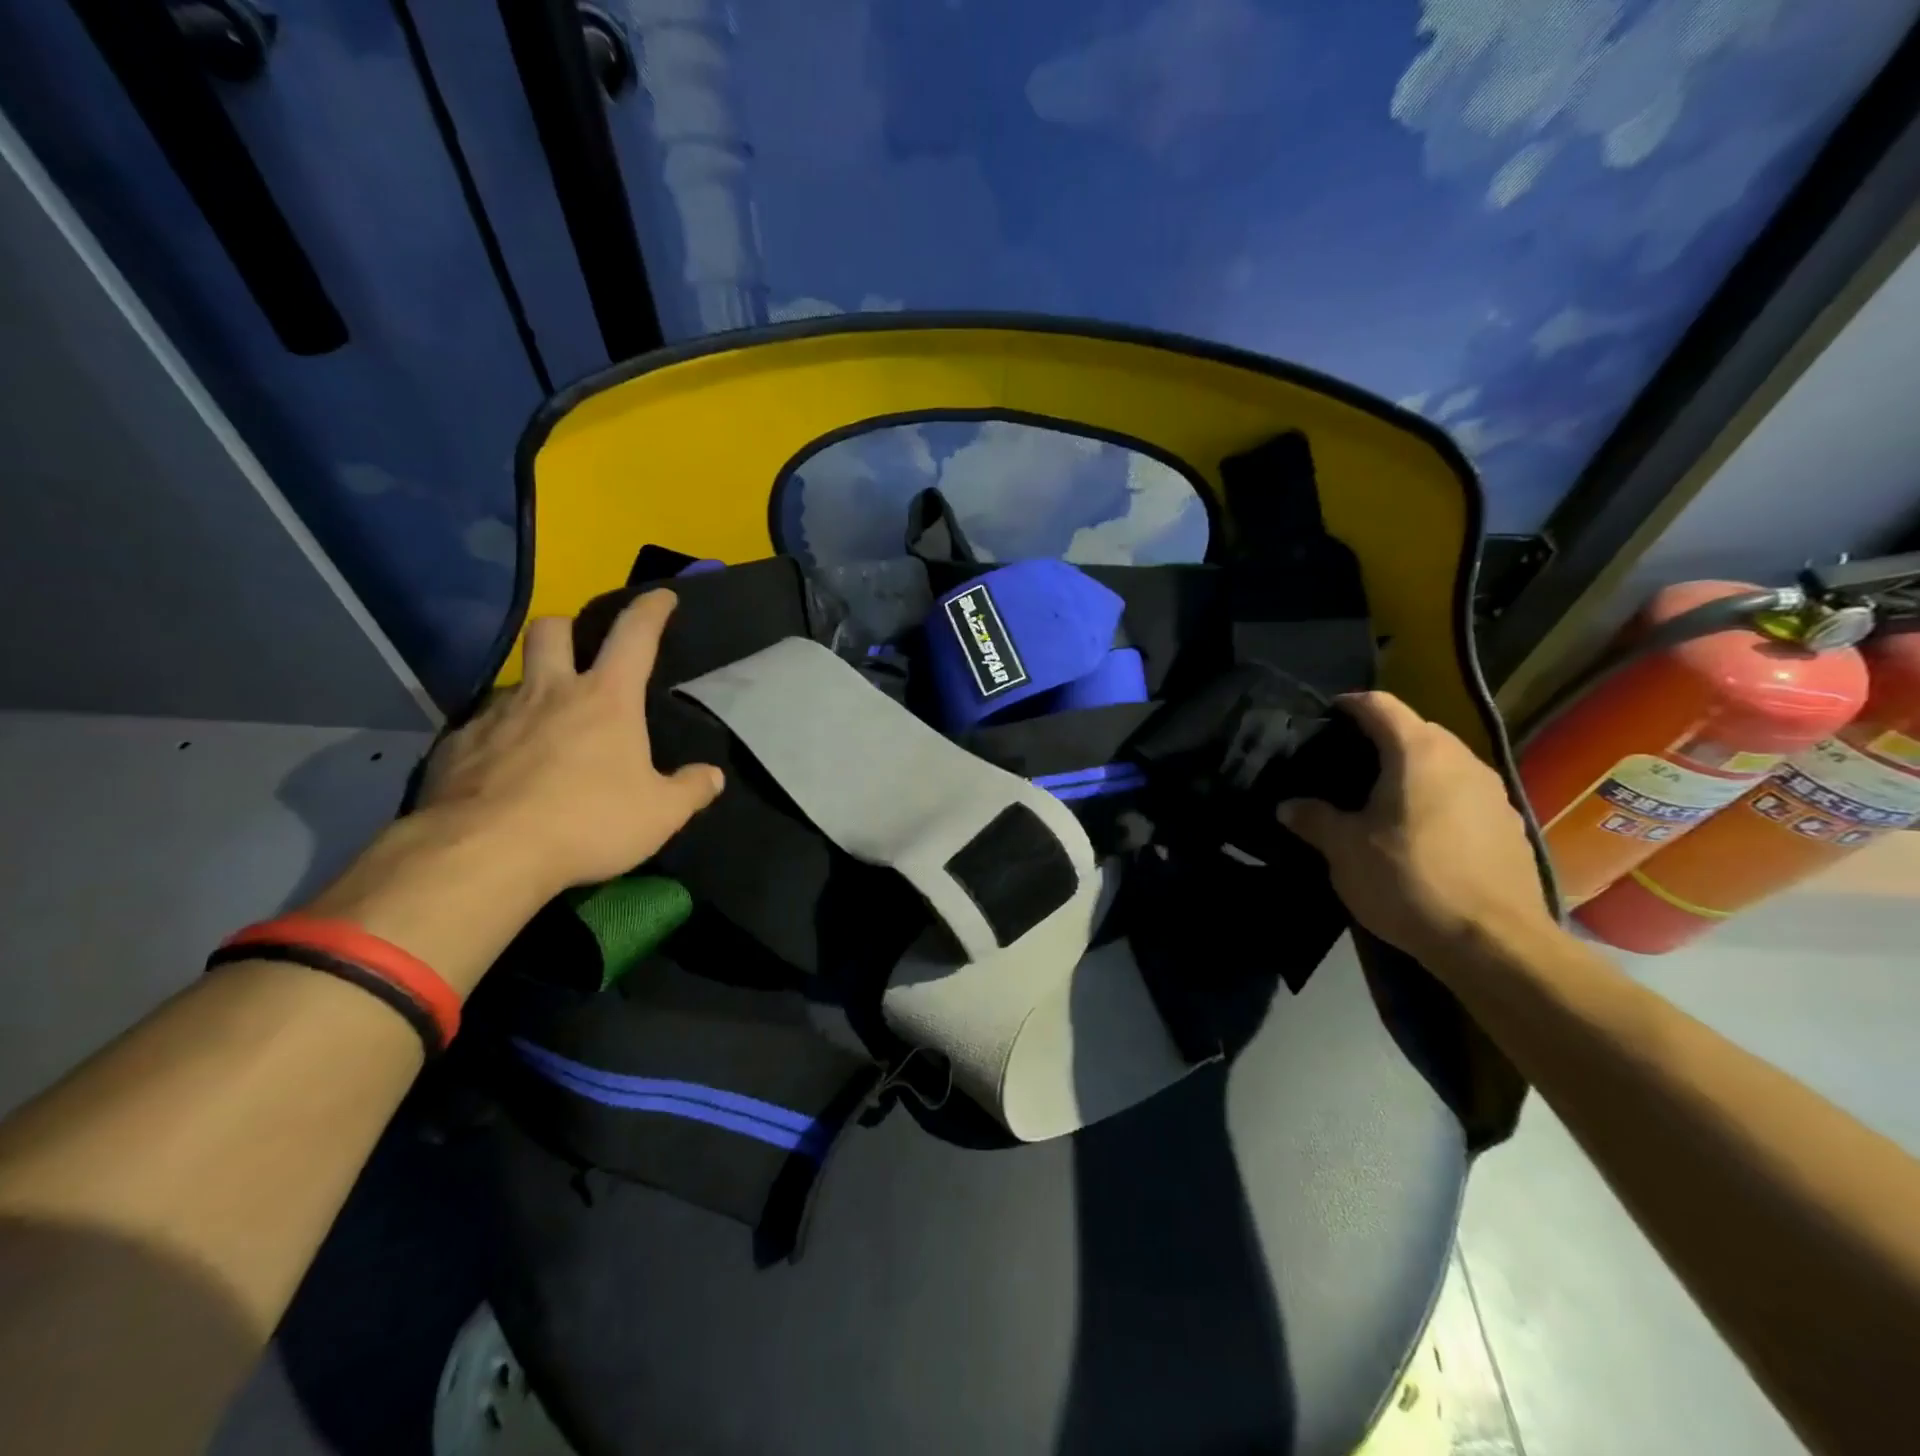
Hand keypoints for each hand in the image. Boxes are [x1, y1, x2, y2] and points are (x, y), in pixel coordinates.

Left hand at [416, 589, 723, 896]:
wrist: (485, 853)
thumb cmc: (588, 822)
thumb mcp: (660, 814)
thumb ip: (691, 790)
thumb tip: (712, 777)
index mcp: (606, 698)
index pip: (635, 634)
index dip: (651, 610)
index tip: (662, 596)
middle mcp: (549, 692)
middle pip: (551, 630)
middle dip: (568, 629)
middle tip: (579, 654)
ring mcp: (496, 715)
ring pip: (515, 681)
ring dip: (533, 693)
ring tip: (546, 733)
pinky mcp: (456, 746)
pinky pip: (481, 727)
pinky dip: (500, 740)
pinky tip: (506, 773)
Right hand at [1278, 692, 1551, 966]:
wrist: (1492, 943)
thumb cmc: (1407, 880)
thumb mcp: (1343, 850)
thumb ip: (1314, 819)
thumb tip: (1288, 806)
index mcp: (1417, 753)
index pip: (1380, 705)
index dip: (1350, 705)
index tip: (1326, 716)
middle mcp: (1462, 760)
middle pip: (1416, 730)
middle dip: (1382, 738)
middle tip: (1348, 762)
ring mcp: (1494, 792)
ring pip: (1444, 763)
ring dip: (1413, 770)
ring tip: (1382, 798)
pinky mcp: (1510, 825)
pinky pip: (1465, 794)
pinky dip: (1439, 798)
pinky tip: (1421, 832)